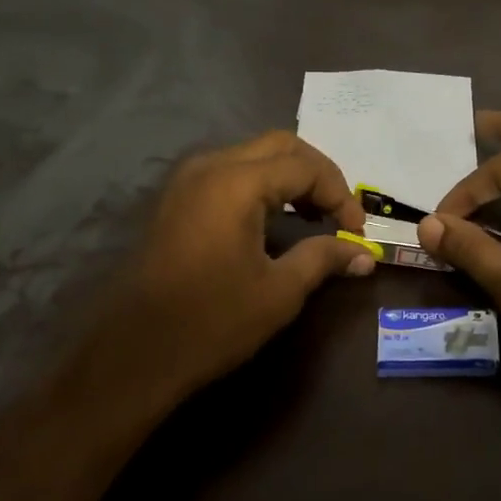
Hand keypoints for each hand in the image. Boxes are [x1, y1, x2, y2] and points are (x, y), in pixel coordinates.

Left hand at [97, 131, 374, 403]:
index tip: (357, 232)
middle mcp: (210, 166)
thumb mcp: (279, 291)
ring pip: (253, 155)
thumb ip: (324, 258)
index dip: (340, 195)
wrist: (134, 354)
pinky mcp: (177, 199)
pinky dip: (262, 185)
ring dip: (290, 177)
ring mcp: (188, 180)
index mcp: (236, 182)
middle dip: (318, 174)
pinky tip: (276, 219)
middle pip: (280, 146)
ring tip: (314, 216)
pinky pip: (230, 172)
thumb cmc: (212, 321)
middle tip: (339, 213)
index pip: (305, 166)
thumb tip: (365, 256)